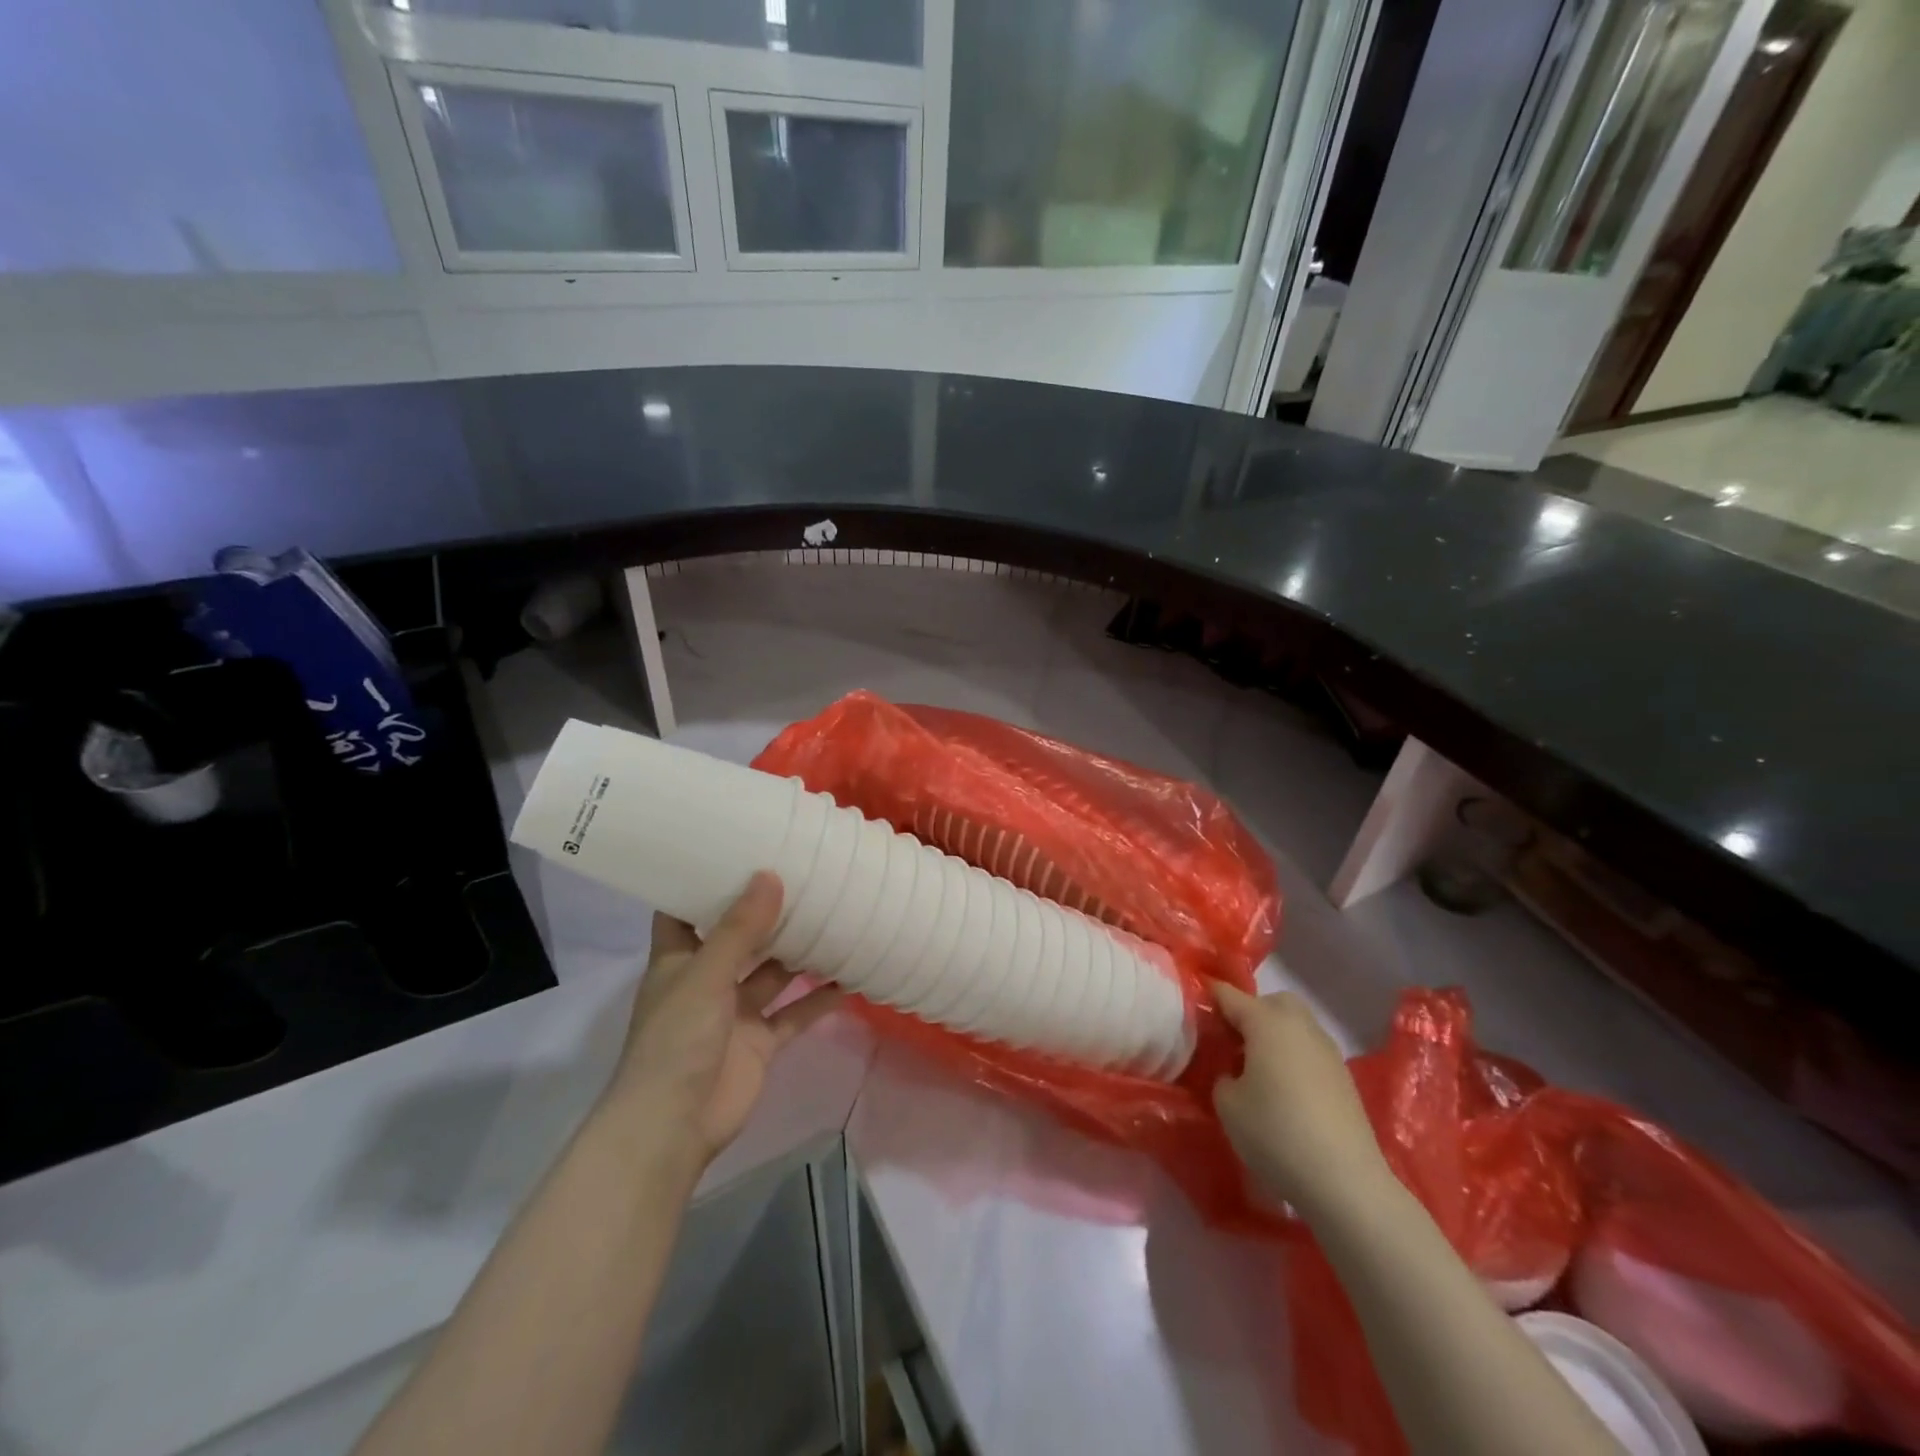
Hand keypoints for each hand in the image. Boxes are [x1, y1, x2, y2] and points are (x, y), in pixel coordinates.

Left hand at [607, 872, 842, 1166]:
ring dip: (798, 952)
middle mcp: (707, 980)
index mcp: (679, 959)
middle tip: (804, 874)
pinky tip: (849, 978)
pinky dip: (818, 999)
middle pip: (738, 937)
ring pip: (772, 973)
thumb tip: (770, 875)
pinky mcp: (760, 1042)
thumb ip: (740, 929)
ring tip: (834, 915)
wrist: (673, 1127)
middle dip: (766, 912)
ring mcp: (734, 1013)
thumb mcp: (705, 976)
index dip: (703, 881)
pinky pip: (794, 1013)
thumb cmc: (676, 1040)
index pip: (684, 910)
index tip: (735, 848)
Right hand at [1211, 984, 1388, 1216]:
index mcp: (1266, 1022)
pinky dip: (1294, 1058)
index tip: (1193, 1011)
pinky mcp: (1344, 1078)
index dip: (1209, 999)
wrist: (1345, 1182)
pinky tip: (1285, 1092)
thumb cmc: (1276, 1133)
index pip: (1229, 996)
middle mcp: (1299, 1026)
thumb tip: (1233, 1072)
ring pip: (1296, 1025)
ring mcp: (1327, 1051)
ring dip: (1275, 1036)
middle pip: (1271, 1002)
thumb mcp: (1227, 1104)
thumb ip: (1222, 1075)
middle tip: (1232, 1043)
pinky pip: (1310, 1051)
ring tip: (1257, 1070)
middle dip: (1251, 1013)